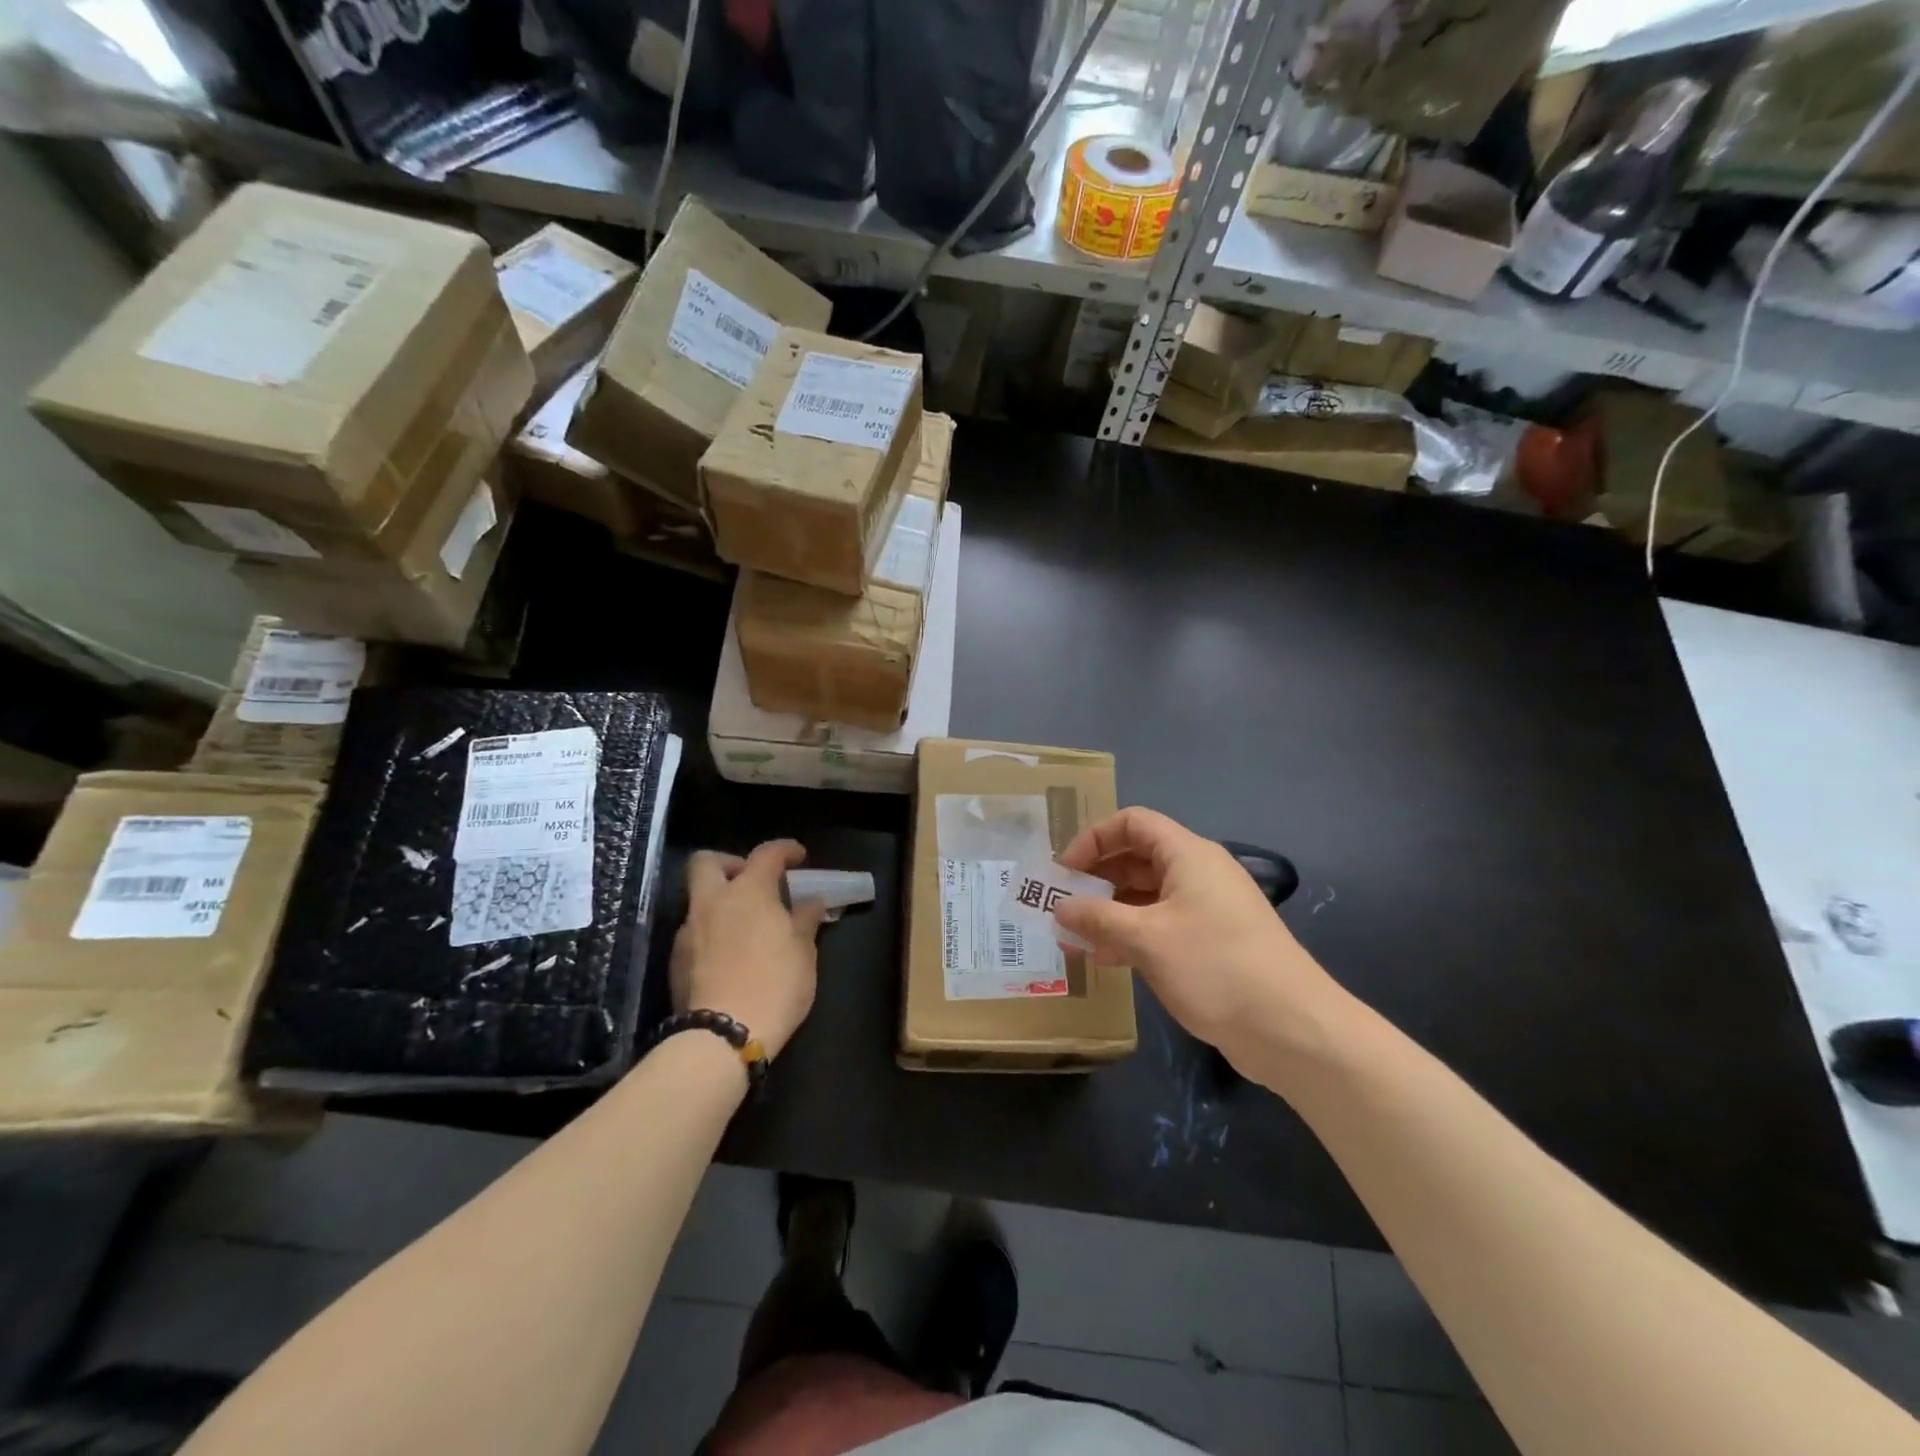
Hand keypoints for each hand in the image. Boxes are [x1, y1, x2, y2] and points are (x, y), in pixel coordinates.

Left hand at [670, 841, 827, 1058]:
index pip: (766, 853)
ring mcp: (688, 931)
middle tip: (752, 881)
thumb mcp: (803, 952)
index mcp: (749, 892)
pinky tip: (728, 956)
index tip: (798, 856)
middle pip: (707, 862)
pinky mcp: (676, 961)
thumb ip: (805, 919)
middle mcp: (712, 902)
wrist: (722, 1036)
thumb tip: (810, 902)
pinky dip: (711, 933)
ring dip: (719, 903)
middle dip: (730, 864)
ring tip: (744, 926)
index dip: (784, 849)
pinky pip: (694, 932)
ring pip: (698, 899)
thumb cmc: (775, 984)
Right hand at [1052, 808, 1348, 1071]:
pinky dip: (1133, 934)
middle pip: (1138, 857)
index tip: (1065, 871)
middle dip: (1098, 878)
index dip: (1094, 839)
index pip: (1133, 823)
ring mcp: (1208, 909)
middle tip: (1062, 905)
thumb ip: (1097, 918)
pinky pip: (1163, 925)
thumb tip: (1060, 906)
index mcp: (1188, 855)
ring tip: (1076, 938)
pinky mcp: (1213, 943)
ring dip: (1111, 911)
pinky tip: (1108, 960)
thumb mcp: (1146, 939)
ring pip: (1148, 895)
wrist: (1292, 1029)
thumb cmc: (1215, 967)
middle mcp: (1199, 873)